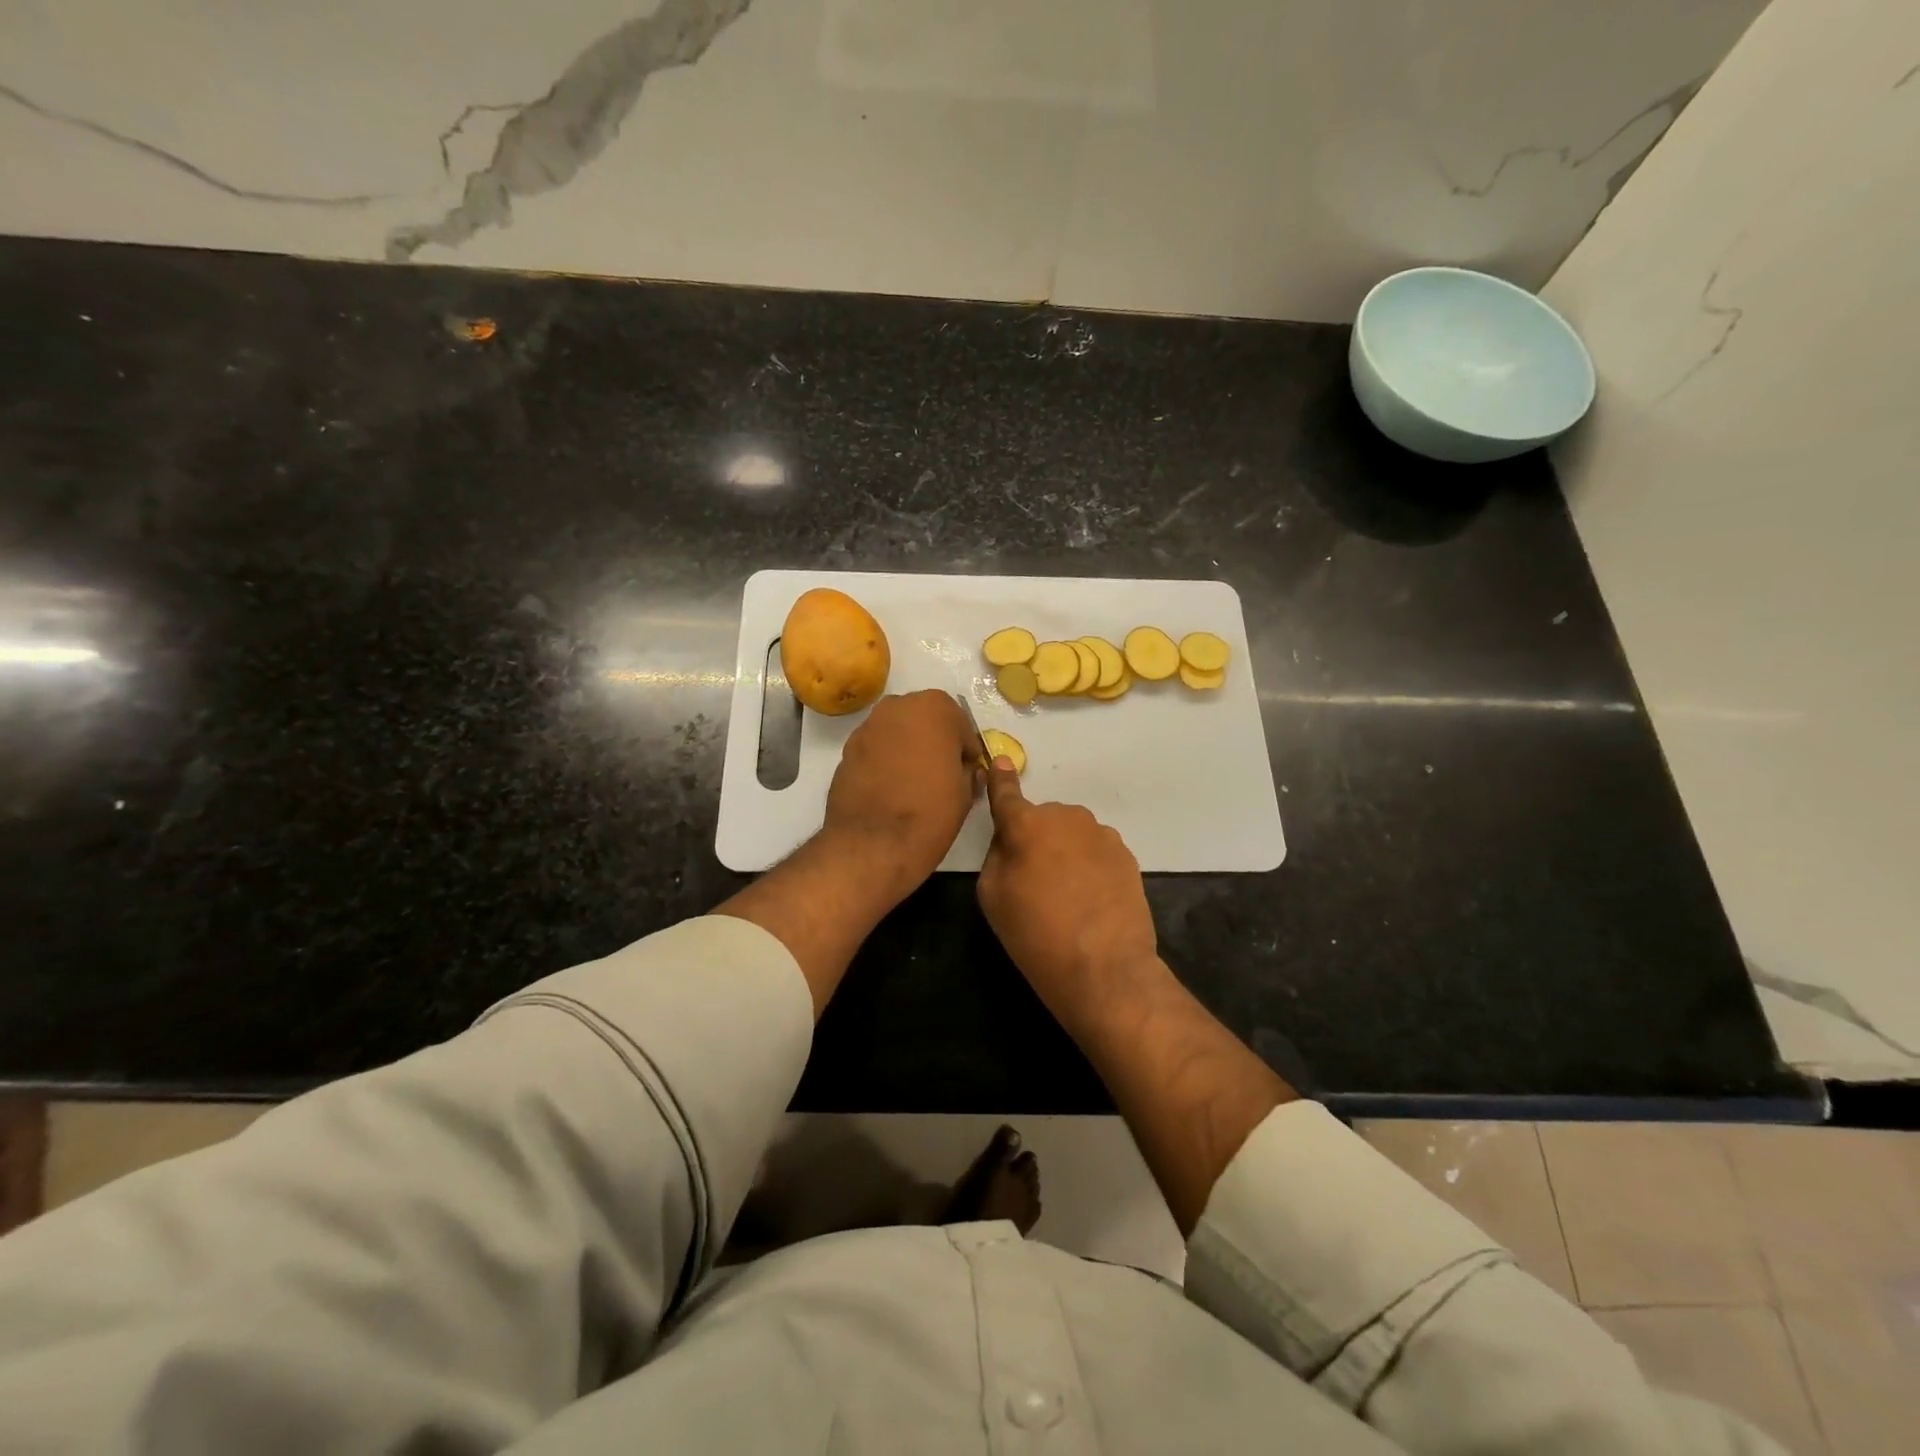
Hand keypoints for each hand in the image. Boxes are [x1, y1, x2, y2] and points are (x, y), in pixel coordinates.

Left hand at [822, 690, 977, 898]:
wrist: (872, 844)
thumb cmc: (930, 813)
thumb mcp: (965, 793)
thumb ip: (968, 771)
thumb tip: (965, 770)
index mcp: (935, 708)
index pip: (960, 724)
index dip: (965, 749)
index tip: (966, 771)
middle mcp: (897, 707)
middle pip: (924, 719)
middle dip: (935, 741)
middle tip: (941, 773)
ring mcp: (867, 727)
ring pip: (897, 732)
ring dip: (908, 748)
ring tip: (914, 782)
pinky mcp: (846, 750)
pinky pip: (876, 749)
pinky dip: (885, 761)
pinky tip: (891, 788)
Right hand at [977, 760, 1161, 1030]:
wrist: (1105, 968)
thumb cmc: (1036, 934)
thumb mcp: (992, 897)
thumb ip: (997, 856)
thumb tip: (1011, 840)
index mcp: (1027, 825)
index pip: (1007, 794)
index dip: (1000, 779)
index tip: (998, 760)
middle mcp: (1065, 817)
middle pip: (1042, 820)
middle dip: (1036, 839)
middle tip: (1034, 882)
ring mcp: (1100, 834)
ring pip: (1071, 834)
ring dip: (1065, 852)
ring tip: (1066, 897)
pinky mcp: (1126, 854)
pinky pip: (1095, 851)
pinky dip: (1089, 866)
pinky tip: (1090, 900)